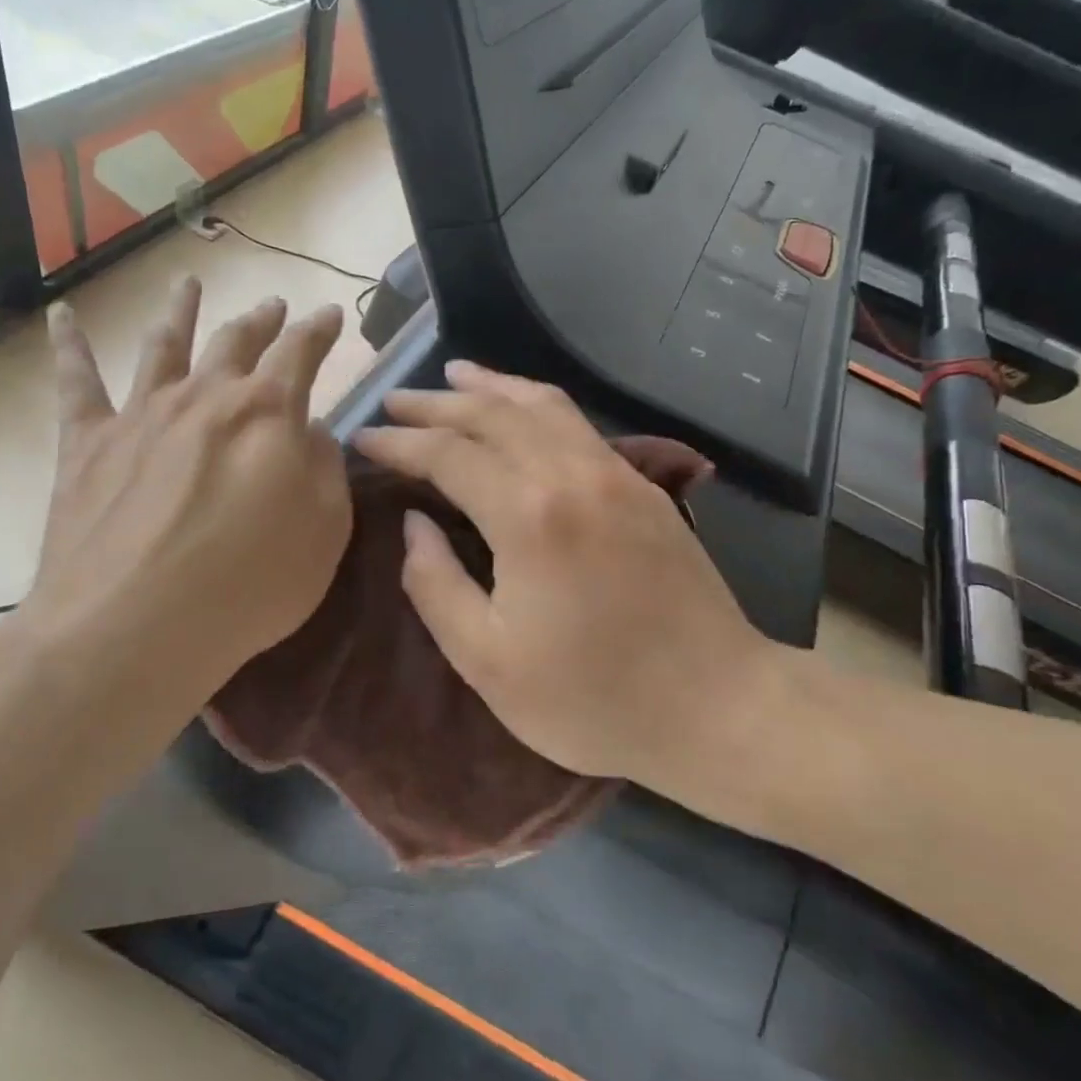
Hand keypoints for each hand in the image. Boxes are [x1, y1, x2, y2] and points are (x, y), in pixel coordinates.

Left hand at [21, 279, 351, 735]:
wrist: (132, 625)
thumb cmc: (248, 585)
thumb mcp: (324, 531)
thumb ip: (326, 470)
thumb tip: (311, 431)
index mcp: (267, 412)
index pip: (301, 353)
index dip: (319, 331)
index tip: (329, 315)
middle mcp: (204, 396)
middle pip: (236, 342)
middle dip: (261, 322)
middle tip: (274, 307)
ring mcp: (141, 414)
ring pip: (165, 346)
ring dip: (182, 312)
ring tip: (190, 284)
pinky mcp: (86, 443)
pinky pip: (76, 383)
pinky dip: (69, 345)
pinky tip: (63, 315)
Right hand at [353, 362, 768, 782]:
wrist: (716, 706)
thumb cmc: (592, 698)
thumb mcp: (488, 661)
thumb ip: (436, 586)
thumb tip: (413, 525)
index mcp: (528, 515)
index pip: (448, 454)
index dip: (400, 443)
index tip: (364, 439)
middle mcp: (572, 474)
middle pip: (494, 414)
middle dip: (437, 402)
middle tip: (394, 399)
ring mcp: (617, 474)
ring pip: (544, 405)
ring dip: (493, 387)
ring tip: (455, 374)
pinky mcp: (644, 488)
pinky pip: (578, 425)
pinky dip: (538, 404)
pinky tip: (522, 411)